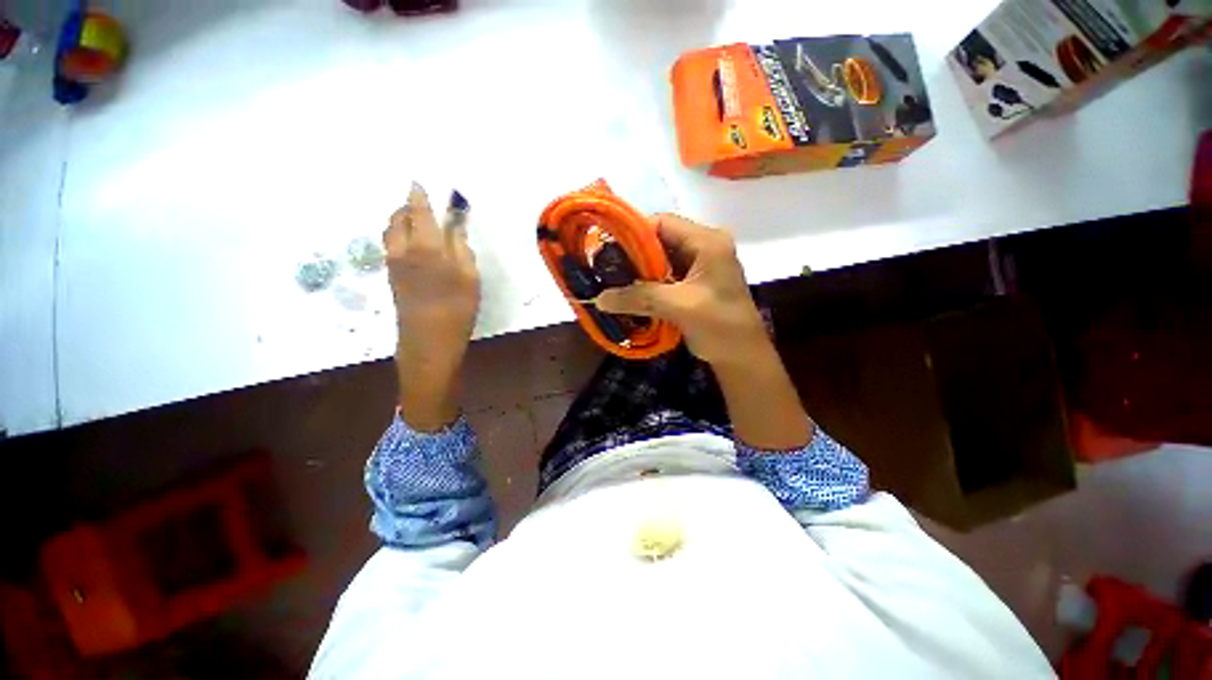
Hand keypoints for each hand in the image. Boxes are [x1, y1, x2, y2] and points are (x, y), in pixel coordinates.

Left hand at [384, 183, 479, 429]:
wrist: (428, 342)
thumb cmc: (457, 309)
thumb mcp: (469, 277)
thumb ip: (460, 246)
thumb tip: (455, 223)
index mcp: (425, 246)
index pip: (418, 211)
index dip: (418, 195)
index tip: (418, 182)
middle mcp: (402, 249)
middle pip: (398, 217)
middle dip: (409, 206)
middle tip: (424, 204)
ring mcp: (393, 263)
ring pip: (390, 231)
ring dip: (401, 220)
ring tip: (418, 222)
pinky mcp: (391, 277)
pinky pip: (390, 245)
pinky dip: (398, 235)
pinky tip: (414, 244)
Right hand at [594, 213, 767, 365]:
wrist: (742, 357)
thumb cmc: (720, 326)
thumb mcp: (679, 306)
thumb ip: (639, 298)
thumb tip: (599, 298)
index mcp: (707, 242)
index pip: (663, 223)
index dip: (634, 233)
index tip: (608, 249)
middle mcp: (704, 247)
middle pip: (660, 240)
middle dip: (633, 255)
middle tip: (606, 268)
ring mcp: (699, 266)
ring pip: (661, 259)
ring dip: (639, 271)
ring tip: (613, 281)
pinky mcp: (694, 284)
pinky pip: (665, 276)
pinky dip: (647, 284)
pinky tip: (630, 294)